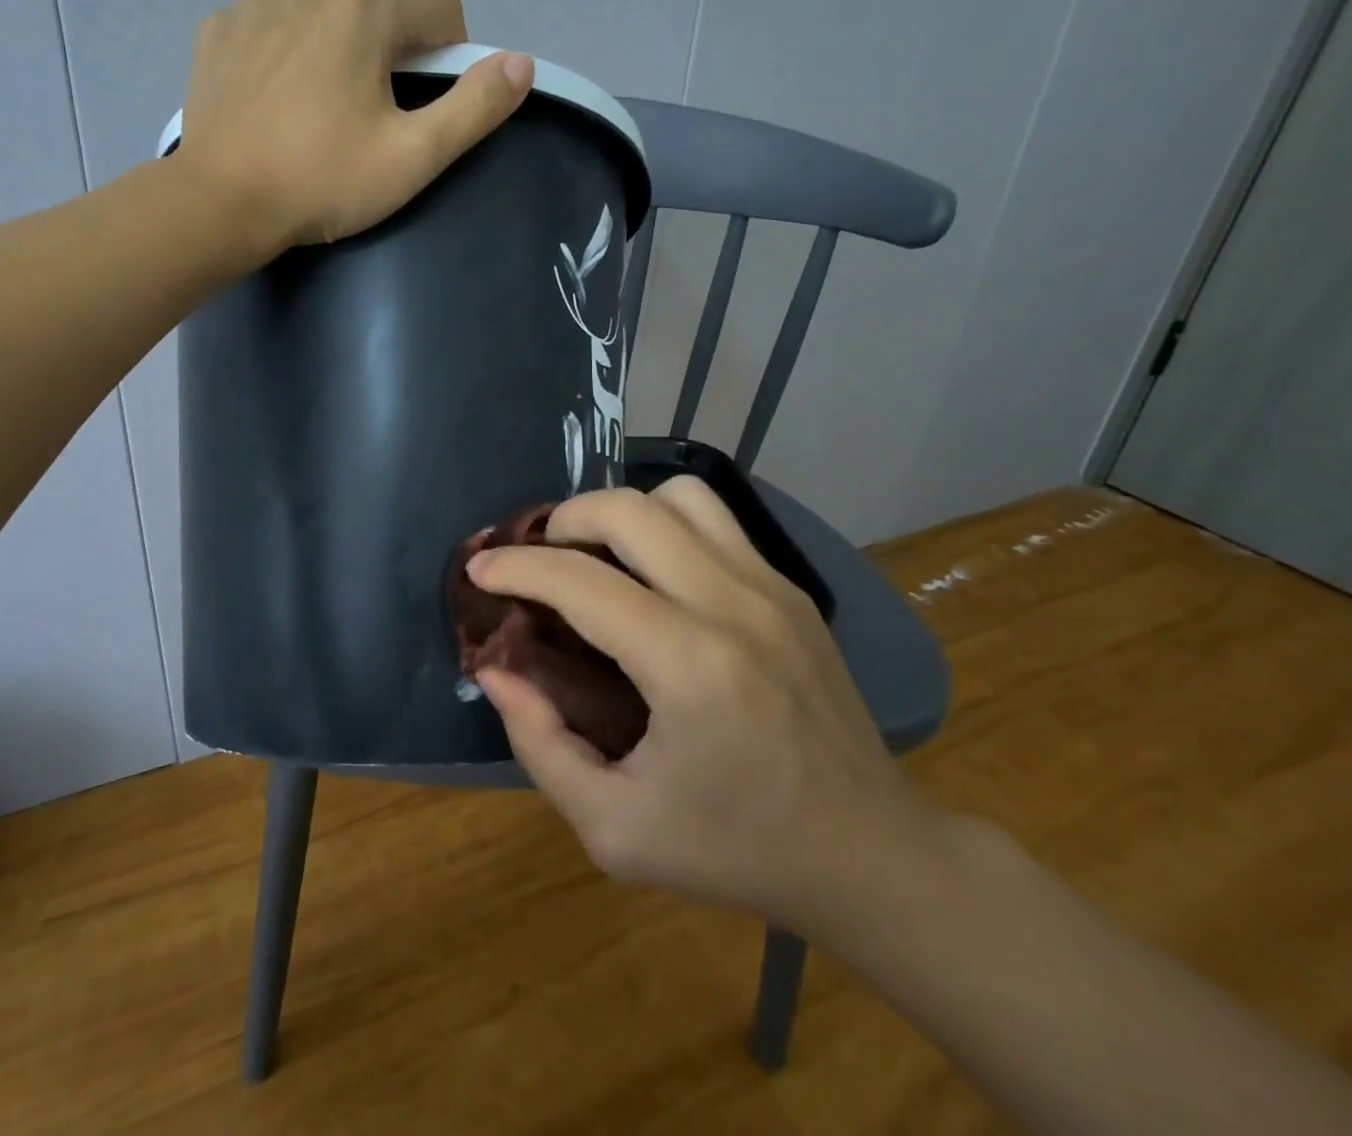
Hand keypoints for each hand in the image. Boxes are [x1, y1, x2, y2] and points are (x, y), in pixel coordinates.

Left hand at [176, 0, 534, 249]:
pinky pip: (271, 31)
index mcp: (363, 11)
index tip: (425, 107)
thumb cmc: (322, 181)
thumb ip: (474, 107)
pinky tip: (273, 106)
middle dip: (386, 62)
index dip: (450, 57)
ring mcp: (256, 5)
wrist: (219, 204)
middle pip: (377, 16)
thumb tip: (520, 63)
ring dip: (333, 58)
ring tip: (314, 121)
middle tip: (366, 128)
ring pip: (322, 22)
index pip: (438, 8)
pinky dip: (283, 59)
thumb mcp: (413, 156)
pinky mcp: (218, 32)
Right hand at [469, 475, 942, 936]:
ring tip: (597, 554)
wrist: (871, 854)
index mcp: (690, 666)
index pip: (580, 581)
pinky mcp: (791, 589)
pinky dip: (666, 524)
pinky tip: (651, 572)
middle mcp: (733, 605)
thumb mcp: (615, 829)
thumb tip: (495, 672)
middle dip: (564, 520)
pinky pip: (715, 520)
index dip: (516, 568)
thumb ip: (540, 746)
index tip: (480, 570)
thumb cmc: (736, 850)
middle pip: (629, 510)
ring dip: (622, 512)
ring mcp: (771, 588)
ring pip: (679, 496)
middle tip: (538, 557)